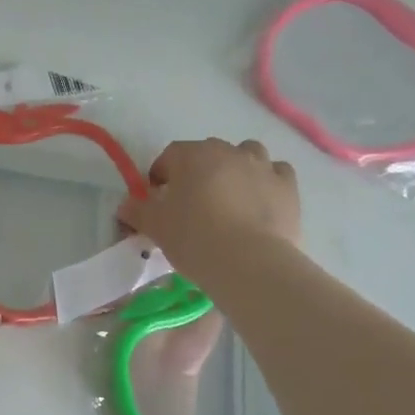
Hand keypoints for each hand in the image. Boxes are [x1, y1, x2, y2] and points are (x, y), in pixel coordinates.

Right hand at [117, 138, 300, 278]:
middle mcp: (229, 151)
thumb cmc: (194, 238)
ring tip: (228, 199)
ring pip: (246, 155)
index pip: (169, 156)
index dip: (160, 176)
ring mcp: (263, 166)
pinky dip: (266, 182)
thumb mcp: (155, 226)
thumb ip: (137, 211)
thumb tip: (126, 205)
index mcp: (193, 155)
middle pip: (208, 154)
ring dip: (235, 169)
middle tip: (191, 204)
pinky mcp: (288, 187)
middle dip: (197, 172)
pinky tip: (259, 203)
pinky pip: (275, 173)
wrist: (249, 262)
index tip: (156, 201)